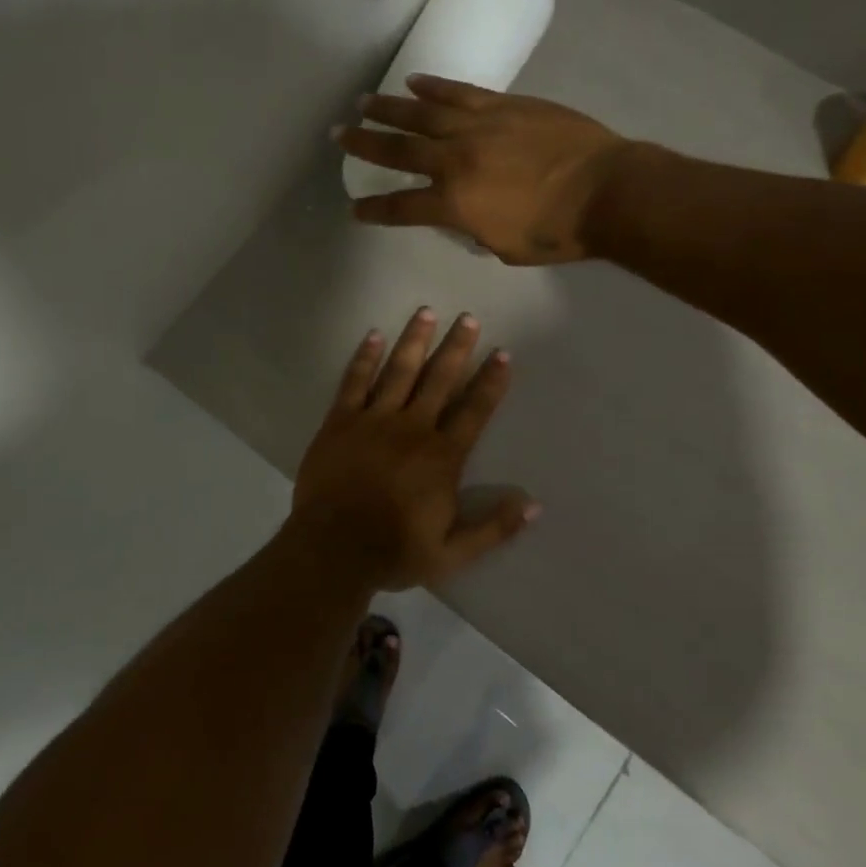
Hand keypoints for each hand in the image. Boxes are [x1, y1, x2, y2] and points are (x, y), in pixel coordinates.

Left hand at [291, 308, 536, 590]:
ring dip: (415, 341)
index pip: (474, 410)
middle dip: (456, 347)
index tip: (502, 354)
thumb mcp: (452, 554)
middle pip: (439, 379)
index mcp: (442, 457)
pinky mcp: (340, 422)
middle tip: (468, 318)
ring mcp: (373, 421)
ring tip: (427, 312)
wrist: (332, 550)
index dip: (490, 381)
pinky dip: (365, 358)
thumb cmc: (393, 552)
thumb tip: (534, 505)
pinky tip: (374, 336)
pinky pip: (354, 382)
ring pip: (399, 371)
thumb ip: (494, 528)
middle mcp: (412, 429)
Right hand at [336, 75, 638, 263]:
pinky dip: (434, 86)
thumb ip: (474, 230)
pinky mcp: (504, 105)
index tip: (354, 208)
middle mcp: (456, 160)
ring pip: (423, 114)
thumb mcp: (505, 247)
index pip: (401, 207)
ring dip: (389, 108)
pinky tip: (414, 82)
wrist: (606, 190)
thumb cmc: (558, 232)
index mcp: (454, 204)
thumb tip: (465, 216)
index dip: (374, 209)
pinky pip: (460, 92)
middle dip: (365, 144)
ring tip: (364, 102)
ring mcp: (479, 126)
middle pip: (399, 151)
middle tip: (339, 134)